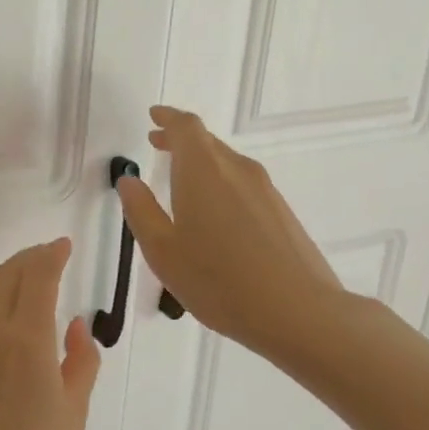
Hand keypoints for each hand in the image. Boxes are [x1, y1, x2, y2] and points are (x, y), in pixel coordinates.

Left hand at [0, 239, 101, 429]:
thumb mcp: (74, 413)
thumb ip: (81, 359)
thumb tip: (74, 323)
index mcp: (26, 341)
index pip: (37, 276)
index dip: (51, 254)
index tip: (62, 246)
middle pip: (5, 273)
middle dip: (28, 259)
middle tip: (46, 260)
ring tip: (14, 280)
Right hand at [116, 105, 350, 368]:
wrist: (299, 313)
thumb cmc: (218, 280)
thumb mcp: (163, 250)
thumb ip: (141, 211)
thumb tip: (129, 181)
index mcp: (203, 171)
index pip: (186, 127)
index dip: (167, 118)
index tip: (154, 116)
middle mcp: (236, 170)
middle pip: (207, 141)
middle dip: (180, 139)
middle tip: (157, 143)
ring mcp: (264, 191)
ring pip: (226, 163)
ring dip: (200, 163)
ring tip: (180, 179)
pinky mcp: (281, 213)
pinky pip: (242, 184)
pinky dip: (220, 183)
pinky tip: (212, 214)